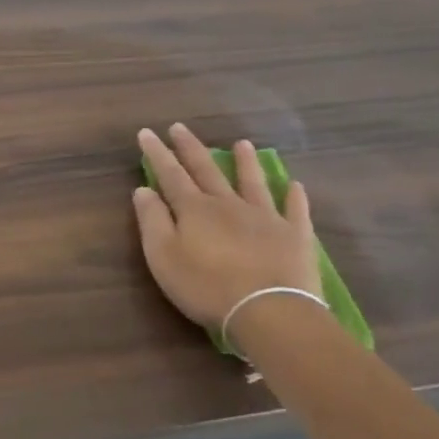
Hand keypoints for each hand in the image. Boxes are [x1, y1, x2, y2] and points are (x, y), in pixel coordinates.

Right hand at [133, 125, 319, 331]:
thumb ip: (152, 220)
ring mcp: (265, 217)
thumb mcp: (163, 257)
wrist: (268, 311)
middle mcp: (228, 204)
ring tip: (242, 143)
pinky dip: (294, 196)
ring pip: (252, 182)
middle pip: (207, 170)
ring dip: (245, 162)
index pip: (170, 174)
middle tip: (180, 127)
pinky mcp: (294, 236)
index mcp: (194, 209)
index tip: (147, 132)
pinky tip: (295, 184)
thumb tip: (143, 189)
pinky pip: (294, 210)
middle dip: (191, 148)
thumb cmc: (206, 287)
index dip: (157, 153)